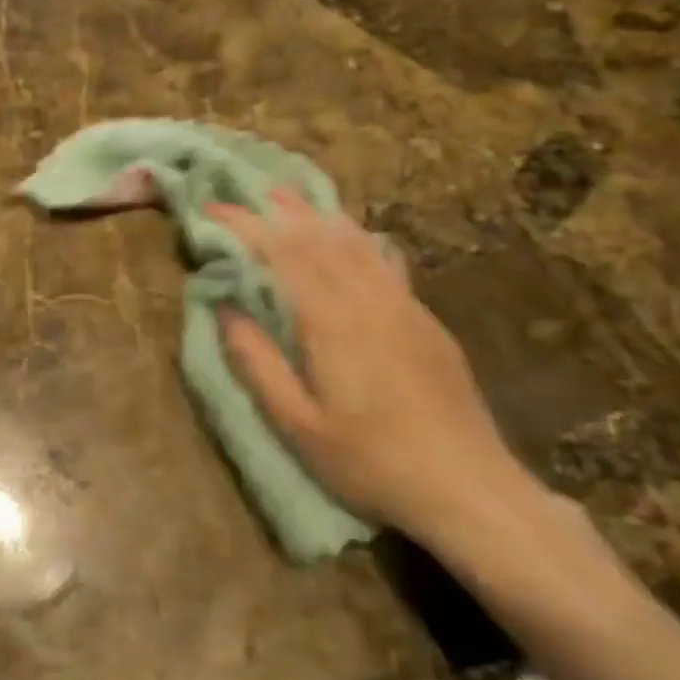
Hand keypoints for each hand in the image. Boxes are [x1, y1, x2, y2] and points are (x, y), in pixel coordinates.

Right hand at [206, 190, 533, 540]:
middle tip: (242, 192)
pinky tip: (351, 233)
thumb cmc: (371, 462)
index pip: (280, 253)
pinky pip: (382, 258)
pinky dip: (355, 234)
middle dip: (274, 209)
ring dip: (315, 212)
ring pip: (353, 240)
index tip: (210, 210)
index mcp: (330, 320)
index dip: (242, 225)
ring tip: (286, 195)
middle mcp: (366, 298)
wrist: (469, 487)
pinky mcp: (423, 318)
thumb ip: (257, 362)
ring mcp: (401, 304)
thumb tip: (225, 309)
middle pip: (316, 235)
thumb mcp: (298, 424)